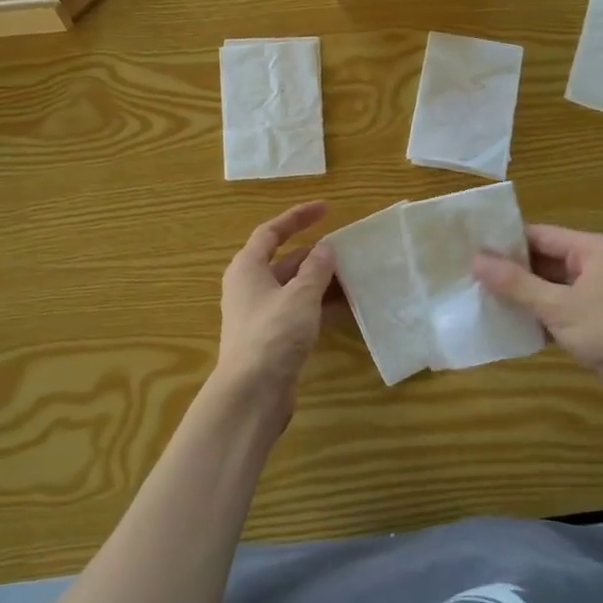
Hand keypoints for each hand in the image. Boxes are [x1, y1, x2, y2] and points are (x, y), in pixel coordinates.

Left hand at [215, 201, 337, 413]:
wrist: (252, 393)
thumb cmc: (272, 334)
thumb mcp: (300, 296)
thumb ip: (316, 269)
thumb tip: (325, 249)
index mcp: (247, 268)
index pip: (271, 232)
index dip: (297, 217)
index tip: (326, 209)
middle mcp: (250, 287)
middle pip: (285, 261)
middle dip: (316, 255)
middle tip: (348, 250)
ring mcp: (261, 314)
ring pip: (295, 288)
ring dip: (322, 282)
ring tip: (355, 277)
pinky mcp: (272, 338)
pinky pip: (299, 312)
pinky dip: (320, 306)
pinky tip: (347, 309)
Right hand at [474, 225, 602, 436]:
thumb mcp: (558, 307)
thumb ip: (515, 283)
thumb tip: (475, 260)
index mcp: (595, 249)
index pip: (541, 235)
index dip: (506, 241)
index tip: (470, 248)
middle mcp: (599, 265)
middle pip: (546, 259)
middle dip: (511, 270)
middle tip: (469, 275)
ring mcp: (601, 295)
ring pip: (551, 287)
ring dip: (523, 295)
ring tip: (481, 298)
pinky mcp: (600, 322)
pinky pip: (561, 309)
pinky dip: (539, 315)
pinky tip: (510, 325)